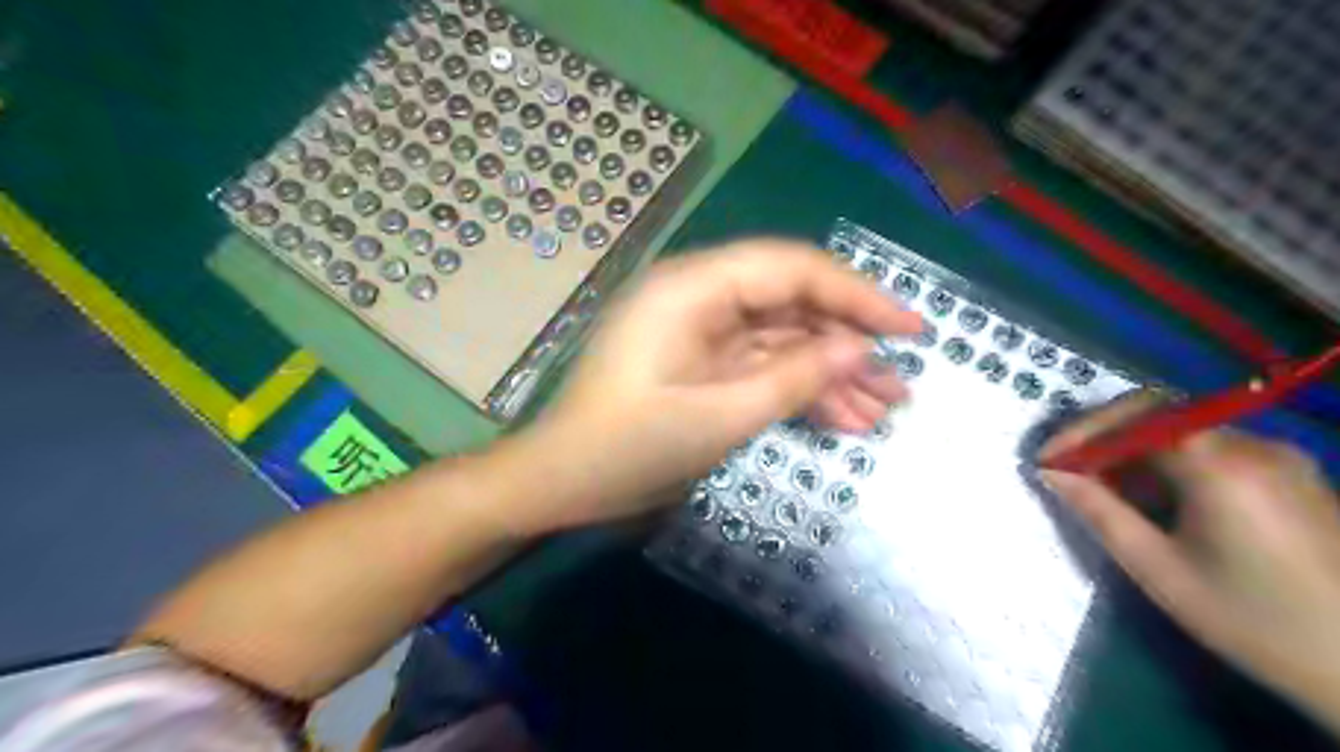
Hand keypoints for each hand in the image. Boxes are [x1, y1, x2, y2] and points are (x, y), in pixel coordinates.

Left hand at [509, 237, 928, 527]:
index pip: (792, 269)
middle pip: (792, 303)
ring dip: (831, 373)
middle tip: (901, 384)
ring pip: (783, 338)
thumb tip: (861, 349)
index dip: (857, 294)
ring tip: (883, 411)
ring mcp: (702, 331)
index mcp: (693, 288)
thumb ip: (795, 376)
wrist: (564, 482)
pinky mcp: (703, 362)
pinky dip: (800, 389)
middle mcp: (700, 296)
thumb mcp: (720, 416)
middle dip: (849, 344)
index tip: (909, 329)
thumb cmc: (630, 446)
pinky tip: (842, 420)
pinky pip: (762, 365)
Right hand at [1041, 392, 1338, 732]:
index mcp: (1221, 465)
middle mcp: (1255, 445)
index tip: (1047, 459)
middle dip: (1105, 435)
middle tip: (1068, 468)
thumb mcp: (1159, 571)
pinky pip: (1214, 448)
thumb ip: (1099, 512)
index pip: (1136, 416)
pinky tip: (1156, 496)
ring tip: (1104, 487)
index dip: (1083, 430)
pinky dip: (1170, 460)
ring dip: (1135, 449)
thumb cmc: (1254, 622)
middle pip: (1160, 413)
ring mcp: (1281, 457)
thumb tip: (1051, 472)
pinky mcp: (1294, 474)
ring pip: (1185, 429)